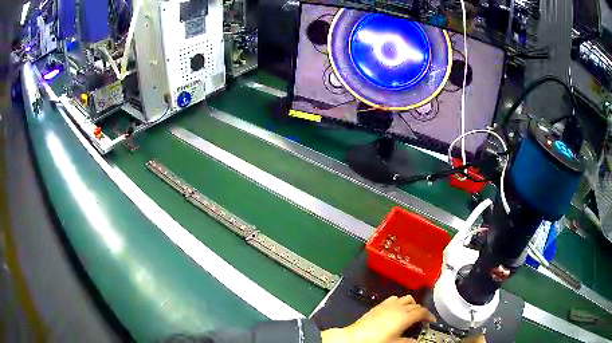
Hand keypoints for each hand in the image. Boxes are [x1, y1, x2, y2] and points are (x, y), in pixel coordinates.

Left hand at [321, 295, 434, 342]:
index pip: (422, 311)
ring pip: (406, 298)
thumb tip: (416, 341)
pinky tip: (397, 309)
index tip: (431, 320)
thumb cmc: (375, 341)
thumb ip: (407, 341)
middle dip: (421, 310)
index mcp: (405, 316)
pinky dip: (400, 302)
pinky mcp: (378, 305)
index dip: (429, 315)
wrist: (355, 337)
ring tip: (411, 313)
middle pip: (415, 304)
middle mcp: (398, 307)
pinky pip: (394, 298)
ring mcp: (388, 305)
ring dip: (411, 304)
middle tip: (421, 319)